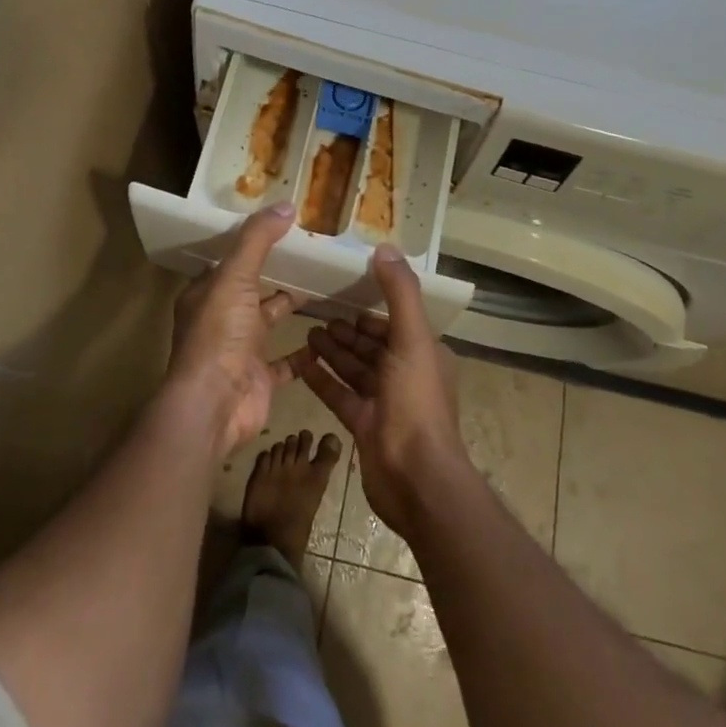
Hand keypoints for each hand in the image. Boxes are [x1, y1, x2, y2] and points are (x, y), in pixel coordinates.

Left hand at [166, 203, 299, 459]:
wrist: (214, 406)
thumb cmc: (219, 334)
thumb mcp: (235, 276)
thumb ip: (258, 240)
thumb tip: (286, 205)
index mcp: (206, 294)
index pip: (227, 262)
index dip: (250, 245)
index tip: (280, 228)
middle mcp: (220, 320)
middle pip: (251, 290)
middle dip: (276, 275)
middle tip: (311, 255)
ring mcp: (240, 351)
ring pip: (269, 321)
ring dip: (291, 307)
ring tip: (324, 287)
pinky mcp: (260, 378)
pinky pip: (287, 361)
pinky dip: (304, 352)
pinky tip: (327, 336)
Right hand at [296, 244, 469, 536]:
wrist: (415, 479)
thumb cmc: (416, 402)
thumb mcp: (412, 339)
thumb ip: (400, 293)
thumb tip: (386, 247)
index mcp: (423, 353)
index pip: (395, 322)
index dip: (371, 308)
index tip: (345, 289)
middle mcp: (406, 375)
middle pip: (373, 345)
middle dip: (348, 329)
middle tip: (318, 310)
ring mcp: (385, 403)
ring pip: (355, 368)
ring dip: (334, 350)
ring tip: (308, 330)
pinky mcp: (364, 426)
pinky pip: (340, 394)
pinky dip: (323, 378)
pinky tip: (302, 361)